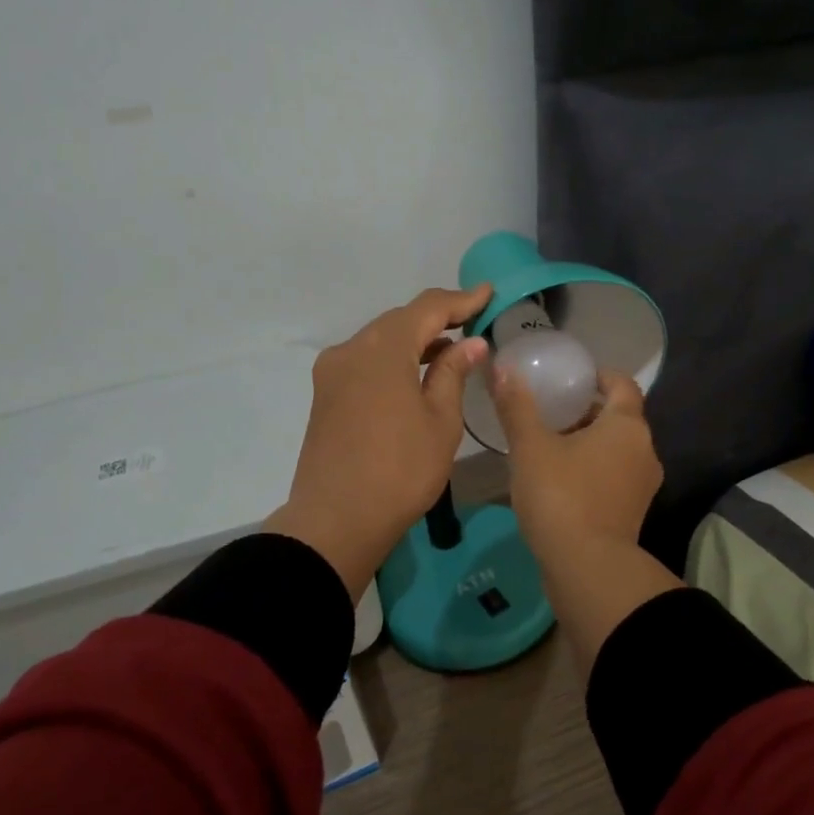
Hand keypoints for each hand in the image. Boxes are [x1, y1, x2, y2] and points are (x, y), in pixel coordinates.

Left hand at [267, 286, 491, 599]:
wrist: (336, 520)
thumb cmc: (400, 470)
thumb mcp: (440, 421)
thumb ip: (453, 373)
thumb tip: (470, 343)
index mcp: (382, 349)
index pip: (427, 308)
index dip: (461, 300)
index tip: (487, 294)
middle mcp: (351, 349)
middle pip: (399, 321)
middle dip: (437, 318)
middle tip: (473, 320)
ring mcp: (332, 372)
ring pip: (380, 341)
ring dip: (414, 340)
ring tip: (450, 349)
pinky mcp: (325, 395)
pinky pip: (365, 362)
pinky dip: (393, 360)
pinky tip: (415, 375)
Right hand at [492, 365, 680, 664]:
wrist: (587, 568)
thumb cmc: (561, 496)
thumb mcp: (531, 447)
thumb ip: (517, 406)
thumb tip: (502, 367)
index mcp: (627, 426)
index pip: (622, 384)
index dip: (599, 376)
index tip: (573, 377)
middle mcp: (645, 451)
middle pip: (619, 418)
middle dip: (587, 411)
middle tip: (551, 410)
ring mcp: (642, 485)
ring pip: (617, 450)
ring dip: (589, 442)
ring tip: (550, 444)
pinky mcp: (632, 513)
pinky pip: (614, 477)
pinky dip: (592, 469)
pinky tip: (559, 479)